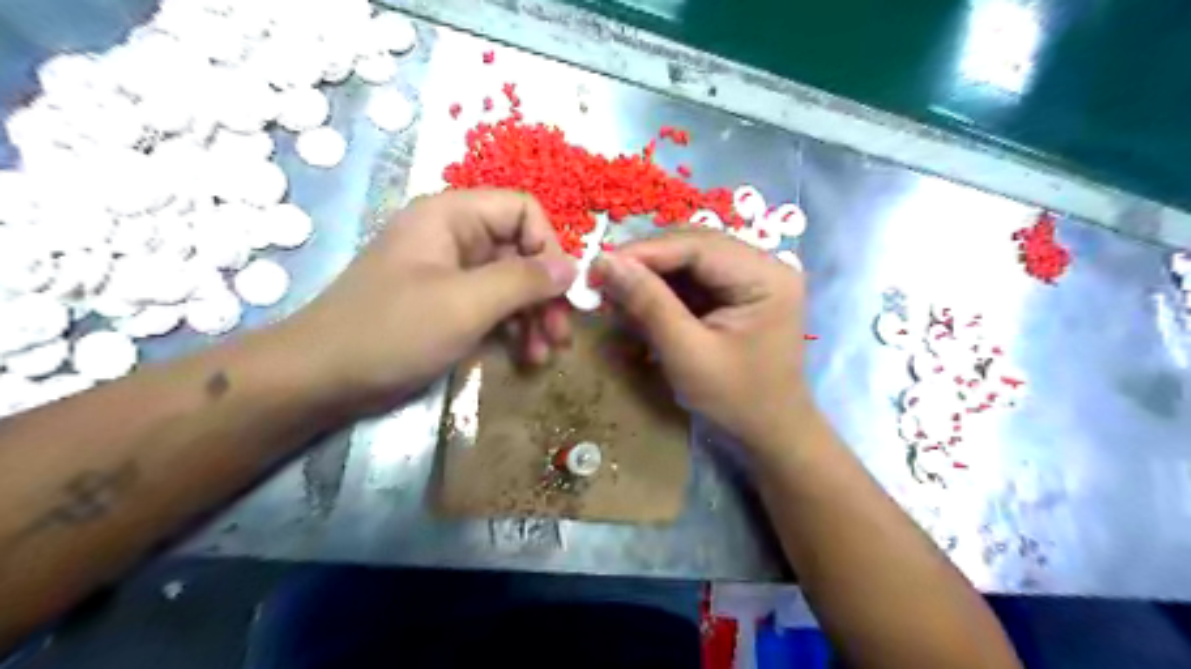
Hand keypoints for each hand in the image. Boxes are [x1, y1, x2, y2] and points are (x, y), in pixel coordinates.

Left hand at [281, 188, 573, 413]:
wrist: (322, 379)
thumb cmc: (393, 331)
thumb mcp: (466, 304)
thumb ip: (524, 281)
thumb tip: (573, 267)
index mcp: (452, 216)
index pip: (523, 210)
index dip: (548, 246)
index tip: (562, 291)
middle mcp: (455, 237)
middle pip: (521, 251)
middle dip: (545, 293)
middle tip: (562, 334)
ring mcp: (451, 273)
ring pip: (511, 283)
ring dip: (534, 316)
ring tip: (545, 354)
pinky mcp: (448, 305)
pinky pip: (494, 306)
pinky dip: (513, 329)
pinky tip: (526, 356)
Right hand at [594, 230, 807, 448]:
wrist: (770, 432)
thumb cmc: (735, 399)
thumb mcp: (687, 354)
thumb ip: (648, 304)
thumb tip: (605, 261)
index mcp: (765, 276)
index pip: (698, 245)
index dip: (645, 251)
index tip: (599, 263)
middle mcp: (764, 264)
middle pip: (694, 245)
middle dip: (646, 260)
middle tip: (601, 277)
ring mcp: (752, 276)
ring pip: (690, 259)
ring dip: (651, 274)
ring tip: (614, 290)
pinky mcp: (739, 291)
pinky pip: (694, 278)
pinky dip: (663, 288)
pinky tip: (638, 300)